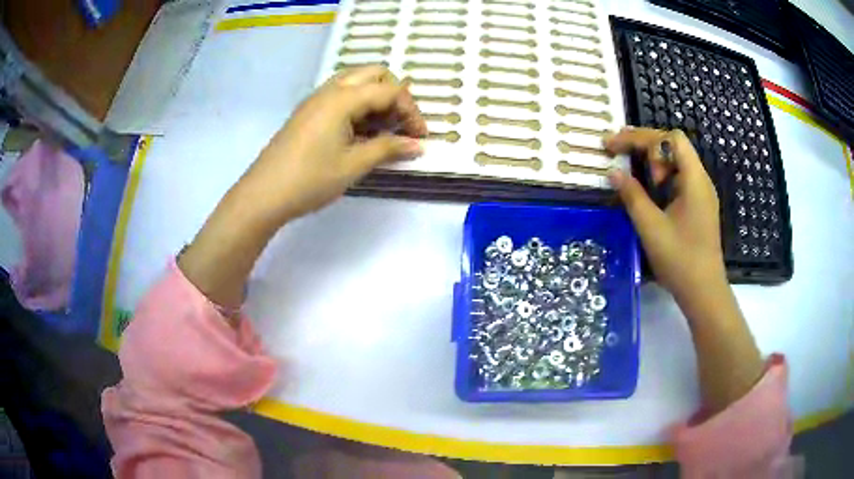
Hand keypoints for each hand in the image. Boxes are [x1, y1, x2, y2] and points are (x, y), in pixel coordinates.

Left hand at [180, 66, 425, 309]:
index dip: (412, 111)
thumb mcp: (353, 165)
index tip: (420, 138)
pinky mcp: (308, 113)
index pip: (390, 90)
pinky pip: (341, 96)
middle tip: (401, 125)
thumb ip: (388, 149)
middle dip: (395, 95)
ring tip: (384, 130)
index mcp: (342, 98)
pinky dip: (359, 106)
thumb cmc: (309, 180)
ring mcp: (316, 100)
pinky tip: (361, 133)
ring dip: (376, 99)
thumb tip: (418, 145)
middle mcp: (329, 90)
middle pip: (374, 74)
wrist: (263, 195)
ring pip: (356, 83)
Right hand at [604, 127, 723, 302]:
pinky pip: (678, 178)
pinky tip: (649, 188)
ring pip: (676, 161)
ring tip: (633, 171)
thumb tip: (613, 172)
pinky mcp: (698, 206)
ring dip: (652, 160)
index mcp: (694, 179)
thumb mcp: (651, 227)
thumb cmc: (680, 260)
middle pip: (673, 145)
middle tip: (618, 154)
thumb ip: (632, 196)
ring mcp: (701, 193)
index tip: (615, 147)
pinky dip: (660, 175)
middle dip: (644, 145)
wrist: (704, 292)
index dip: (641, 137)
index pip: (670, 138)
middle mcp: (700, 180)